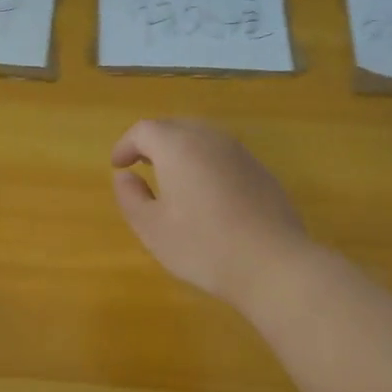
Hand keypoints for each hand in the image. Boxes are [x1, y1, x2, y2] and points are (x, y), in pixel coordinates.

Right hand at [111, 118, 311, 309]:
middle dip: (153, 142)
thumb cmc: (203, 246)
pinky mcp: (261, 171)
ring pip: (202, 138)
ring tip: (171, 178)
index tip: (117, 165)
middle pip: (175, 127)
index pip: (144, 130)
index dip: (126, 145)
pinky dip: (206, 163)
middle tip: (141, 165)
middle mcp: (209, 139)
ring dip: (181, 150)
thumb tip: (125, 177)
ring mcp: (240, 153)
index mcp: (177, 147)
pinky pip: (223, 155)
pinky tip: (206, 194)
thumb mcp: (152, 228)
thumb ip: (131, 197)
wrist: (274, 264)